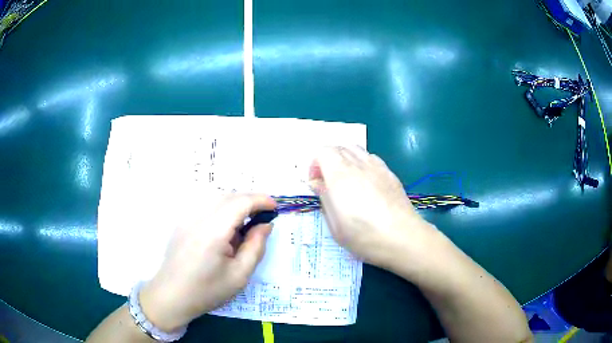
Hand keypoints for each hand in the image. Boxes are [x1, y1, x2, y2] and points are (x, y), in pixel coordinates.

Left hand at [139, 193, 275, 330]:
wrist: (172, 296)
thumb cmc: (207, 290)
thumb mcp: (239, 275)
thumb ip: (255, 246)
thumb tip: (265, 225)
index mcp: (213, 231)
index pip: (240, 202)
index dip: (260, 200)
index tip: (275, 208)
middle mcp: (198, 217)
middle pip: (228, 196)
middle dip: (250, 200)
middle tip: (264, 216)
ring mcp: (187, 218)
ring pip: (216, 199)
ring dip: (236, 204)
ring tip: (246, 224)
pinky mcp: (182, 223)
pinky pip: (206, 207)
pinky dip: (222, 210)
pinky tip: (225, 230)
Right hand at [309, 146, 437, 269]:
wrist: (402, 237)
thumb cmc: (364, 235)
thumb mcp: (335, 224)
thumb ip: (324, 198)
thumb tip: (317, 182)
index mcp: (340, 175)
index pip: (323, 151)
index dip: (315, 164)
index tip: (316, 183)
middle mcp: (358, 164)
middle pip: (339, 147)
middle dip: (328, 160)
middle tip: (329, 182)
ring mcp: (377, 167)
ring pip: (356, 149)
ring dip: (345, 159)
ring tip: (347, 180)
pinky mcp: (390, 173)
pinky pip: (371, 158)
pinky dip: (362, 163)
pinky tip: (366, 182)